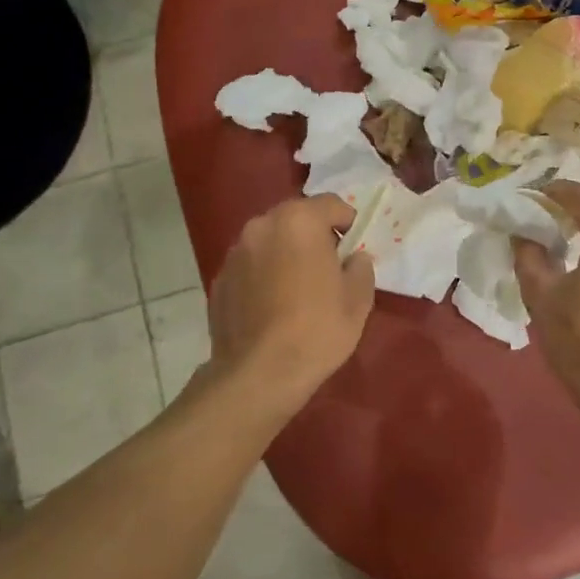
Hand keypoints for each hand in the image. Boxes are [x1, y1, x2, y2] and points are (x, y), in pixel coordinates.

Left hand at [206, 194, 375, 417]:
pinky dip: (263, 275)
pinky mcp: (219, 279)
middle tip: (328, 268)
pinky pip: (250, 266)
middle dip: (314, 235)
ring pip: (270, 241)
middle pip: (296, 218)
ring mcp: (236, 252)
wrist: (258, 374)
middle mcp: (262, 225)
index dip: (348, 222)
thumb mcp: (358, 299)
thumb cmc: (317, 330)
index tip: (354, 248)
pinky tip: (272, 307)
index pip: (331, 204)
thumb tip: (354, 258)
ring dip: (285, 253)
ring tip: (297, 289)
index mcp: (299, 221)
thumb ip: (360, 267)